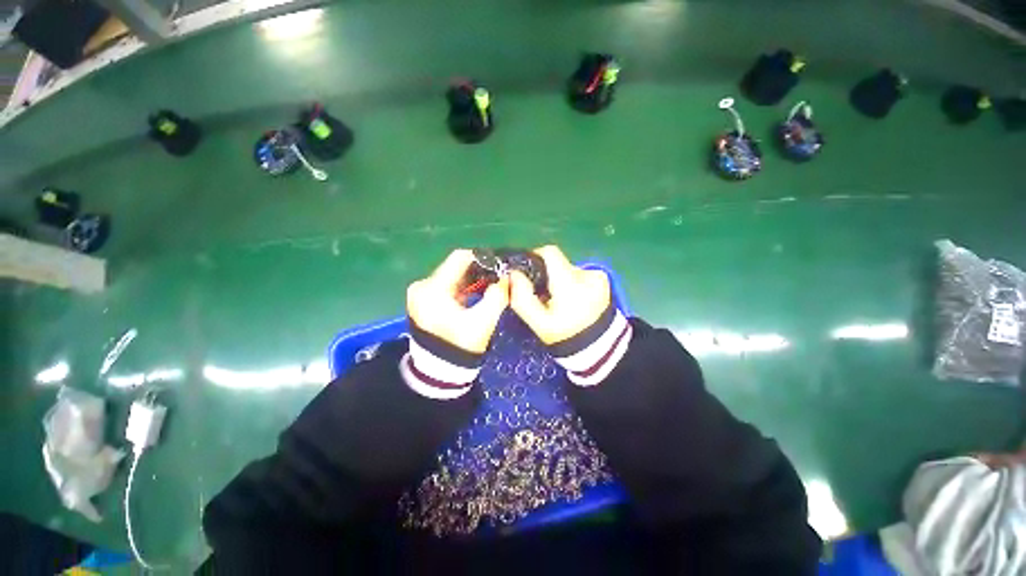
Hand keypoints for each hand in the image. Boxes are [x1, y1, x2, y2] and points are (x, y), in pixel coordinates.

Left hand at [407, 249, 509, 353]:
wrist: (438, 371)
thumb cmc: (460, 347)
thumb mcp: (483, 322)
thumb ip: (497, 296)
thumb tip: (505, 278)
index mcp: (432, 289)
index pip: (459, 258)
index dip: (481, 259)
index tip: (498, 267)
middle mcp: (421, 286)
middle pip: (454, 267)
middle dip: (477, 271)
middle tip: (495, 280)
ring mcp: (418, 294)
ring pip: (451, 276)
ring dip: (470, 280)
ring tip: (487, 288)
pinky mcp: (422, 301)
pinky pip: (445, 286)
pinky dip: (461, 288)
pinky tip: (474, 296)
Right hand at [509, 246, 610, 344]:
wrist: (598, 347)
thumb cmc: (564, 335)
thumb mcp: (538, 322)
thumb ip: (522, 297)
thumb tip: (513, 274)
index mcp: (569, 284)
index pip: (550, 253)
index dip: (535, 256)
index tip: (529, 272)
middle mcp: (586, 275)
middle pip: (558, 263)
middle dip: (548, 275)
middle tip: (544, 296)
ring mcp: (598, 277)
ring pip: (568, 269)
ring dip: (561, 280)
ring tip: (561, 301)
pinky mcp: (603, 280)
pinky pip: (581, 274)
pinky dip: (574, 283)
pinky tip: (574, 300)